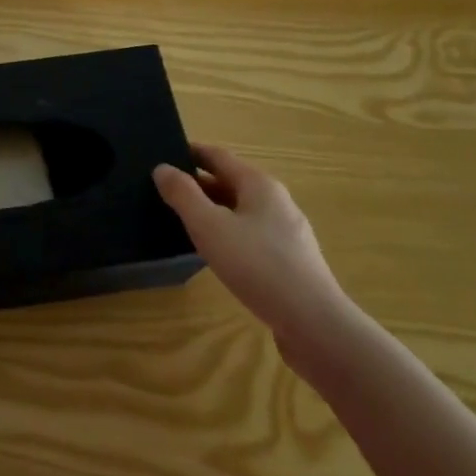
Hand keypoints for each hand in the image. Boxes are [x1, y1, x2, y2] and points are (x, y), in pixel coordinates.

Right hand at [154, 145, 356, 379]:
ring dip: (213, 210)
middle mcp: (276, 201)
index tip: (164, 155)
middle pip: (231, 182)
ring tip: (183, 221)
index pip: (219, 156)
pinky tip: (214, 252)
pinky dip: (228, 233)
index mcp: (259, 184)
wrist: (313, 323)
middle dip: (199, 184)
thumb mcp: (209, 226)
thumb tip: (162, 168)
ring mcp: (287, 232)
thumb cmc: (257, 265)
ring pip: (241, 211)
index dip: (191, 153)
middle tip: (165, 191)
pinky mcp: (290, 260)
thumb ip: (183, 195)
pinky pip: (251, 235)